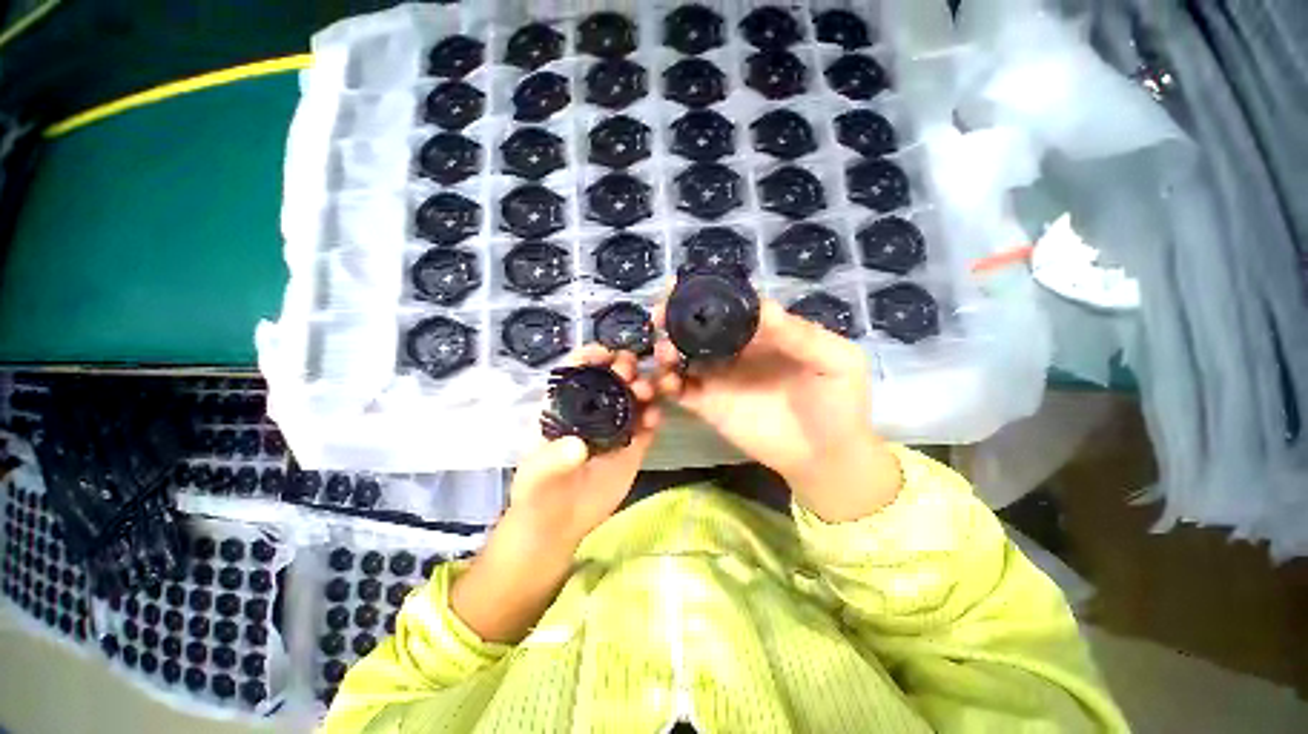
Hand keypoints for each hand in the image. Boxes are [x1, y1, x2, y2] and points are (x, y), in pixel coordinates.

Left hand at [452, 345, 659, 643]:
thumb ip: (554, 459)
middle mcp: (594, 411)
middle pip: (611, 380)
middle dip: (622, 368)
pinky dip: (654, 418)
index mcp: (566, 407)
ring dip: (643, 388)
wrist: (560, 524)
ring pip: (634, 399)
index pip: (577, 373)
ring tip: (646, 390)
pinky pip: (647, 427)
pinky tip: (655, 417)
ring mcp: (616, 428)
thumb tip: (578, 446)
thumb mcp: (538, 475)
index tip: (604, 352)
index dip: (589, 358)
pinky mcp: (633, 446)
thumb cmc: (540, 491)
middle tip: (629, 369)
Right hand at [654, 299, 899, 521]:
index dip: (706, 293)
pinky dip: (666, 384)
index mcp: (763, 332)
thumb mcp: (834, 362)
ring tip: (664, 353)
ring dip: (666, 350)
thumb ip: (801, 335)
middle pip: (698, 327)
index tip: (679, 285)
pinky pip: (680, 391)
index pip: (729, 305)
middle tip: (659, 315)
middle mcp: (735, 350)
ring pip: (683, 356)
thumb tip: (763, 307)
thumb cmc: (838, 405)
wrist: (826, 456)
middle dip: (675, 317)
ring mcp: (719, 377)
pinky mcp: (709, 405)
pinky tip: (665, 383)